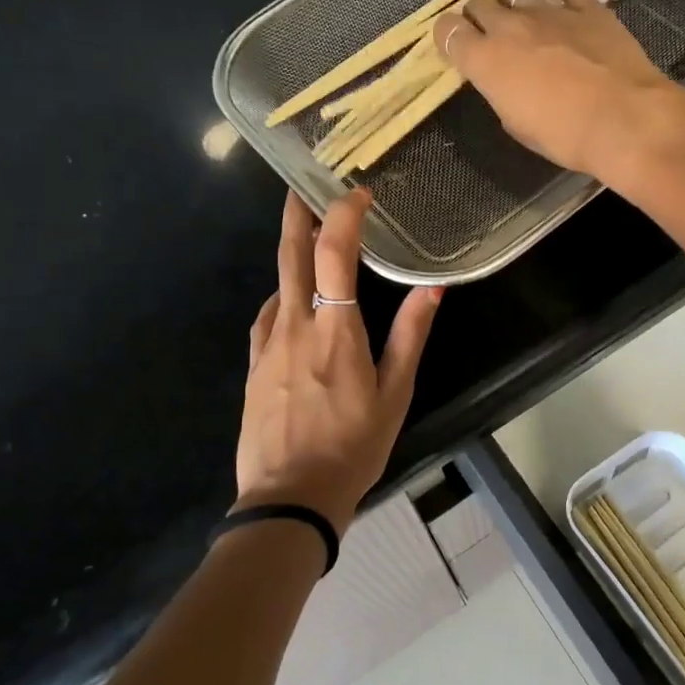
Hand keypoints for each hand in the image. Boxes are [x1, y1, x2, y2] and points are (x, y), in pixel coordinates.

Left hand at [235, 190, 441, 534]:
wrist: (290, 498)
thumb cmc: (353, 446)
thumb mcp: (395, 393)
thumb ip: (411, 335)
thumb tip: (433, 287)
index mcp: (335, 329)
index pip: (334, 252)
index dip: (344, 214)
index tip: (357, 195)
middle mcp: (294, 324)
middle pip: (290, 254)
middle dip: (296, 213)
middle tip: (302, 186)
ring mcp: (267, 344)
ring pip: (276, 284)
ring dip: (291, 255)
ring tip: (310, 244)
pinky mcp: (252, 365)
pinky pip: (266, 316)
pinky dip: (282, 297)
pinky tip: (292, 304)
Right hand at [434, 0, 684, 176]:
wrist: (623, 121)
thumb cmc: (563, 136)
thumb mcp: (516, 125)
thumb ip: (501, 93)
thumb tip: (505, 81)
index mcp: (485, 60)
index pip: (447, 31)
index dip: (448, 37)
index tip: (456, 48)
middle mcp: (510, 27)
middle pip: (479, 4)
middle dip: (479, 18)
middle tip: (491, 37)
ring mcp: (550, 11)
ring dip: (515, 7)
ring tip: (527, 24)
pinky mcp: (588, 6)